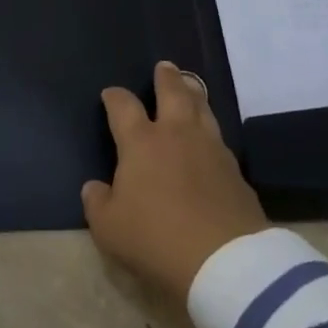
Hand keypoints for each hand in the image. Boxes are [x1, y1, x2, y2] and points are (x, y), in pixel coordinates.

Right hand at [82, 61, 267, 302]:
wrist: (224, 260)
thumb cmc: (156, 239)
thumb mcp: (110, 229)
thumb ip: (97, 203)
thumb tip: (93, 187)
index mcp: (141, 142)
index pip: (123, 107)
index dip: (115, 97)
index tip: (110, 94)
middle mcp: (176, 134)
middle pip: (172, 92)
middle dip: (166, 77)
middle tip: (164, 66)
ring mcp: (210, 148)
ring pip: (201, 107)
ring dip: (194, 93)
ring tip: (191, 86)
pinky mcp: (235, 169)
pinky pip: (219, 137)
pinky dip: (210, 128)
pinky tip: (210, 135)